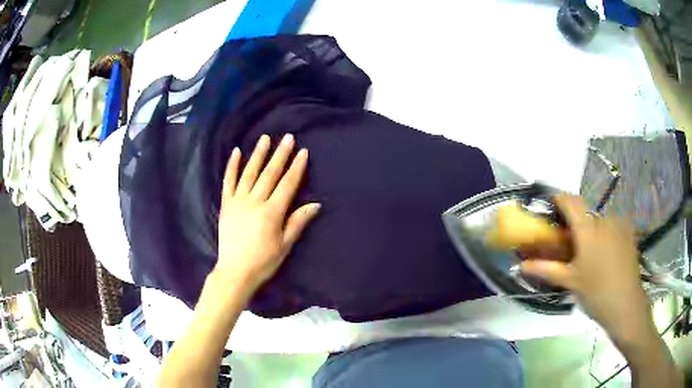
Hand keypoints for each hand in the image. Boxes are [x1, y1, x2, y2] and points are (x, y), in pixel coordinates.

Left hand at [215, 134, 319, 291]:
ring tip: (265, 138)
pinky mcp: (226, 205)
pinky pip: (228, 182)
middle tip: (287, 138)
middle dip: (280, 155)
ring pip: (250, 173)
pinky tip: (236, 153)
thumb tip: (315, 204)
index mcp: (272, 212)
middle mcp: (255, 202)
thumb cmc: (263, 262)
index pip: (287, 184)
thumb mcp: (285, 245)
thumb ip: (297, 222)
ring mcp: (238, 201)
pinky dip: (232, 167)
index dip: (296, 167)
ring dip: (258, 154)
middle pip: (270, 174)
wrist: (235, 272)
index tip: (302, 152)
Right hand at [520, 195, 653, 347]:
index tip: (549, 206)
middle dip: (574, 224)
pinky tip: (604, 255)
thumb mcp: (570, 282)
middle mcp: (604, 220)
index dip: (558, 198)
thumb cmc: (596, 293)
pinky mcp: (628, 234)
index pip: (570, 201)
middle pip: (584, 212)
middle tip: (568, 244)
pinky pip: (611, 227)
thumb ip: (546, 269)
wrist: (626, 304)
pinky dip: (604, 235)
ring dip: (590, 231)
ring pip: (598, 221)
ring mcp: (618, 225)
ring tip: (588, 255)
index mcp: (588, 229)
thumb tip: (520, 265)